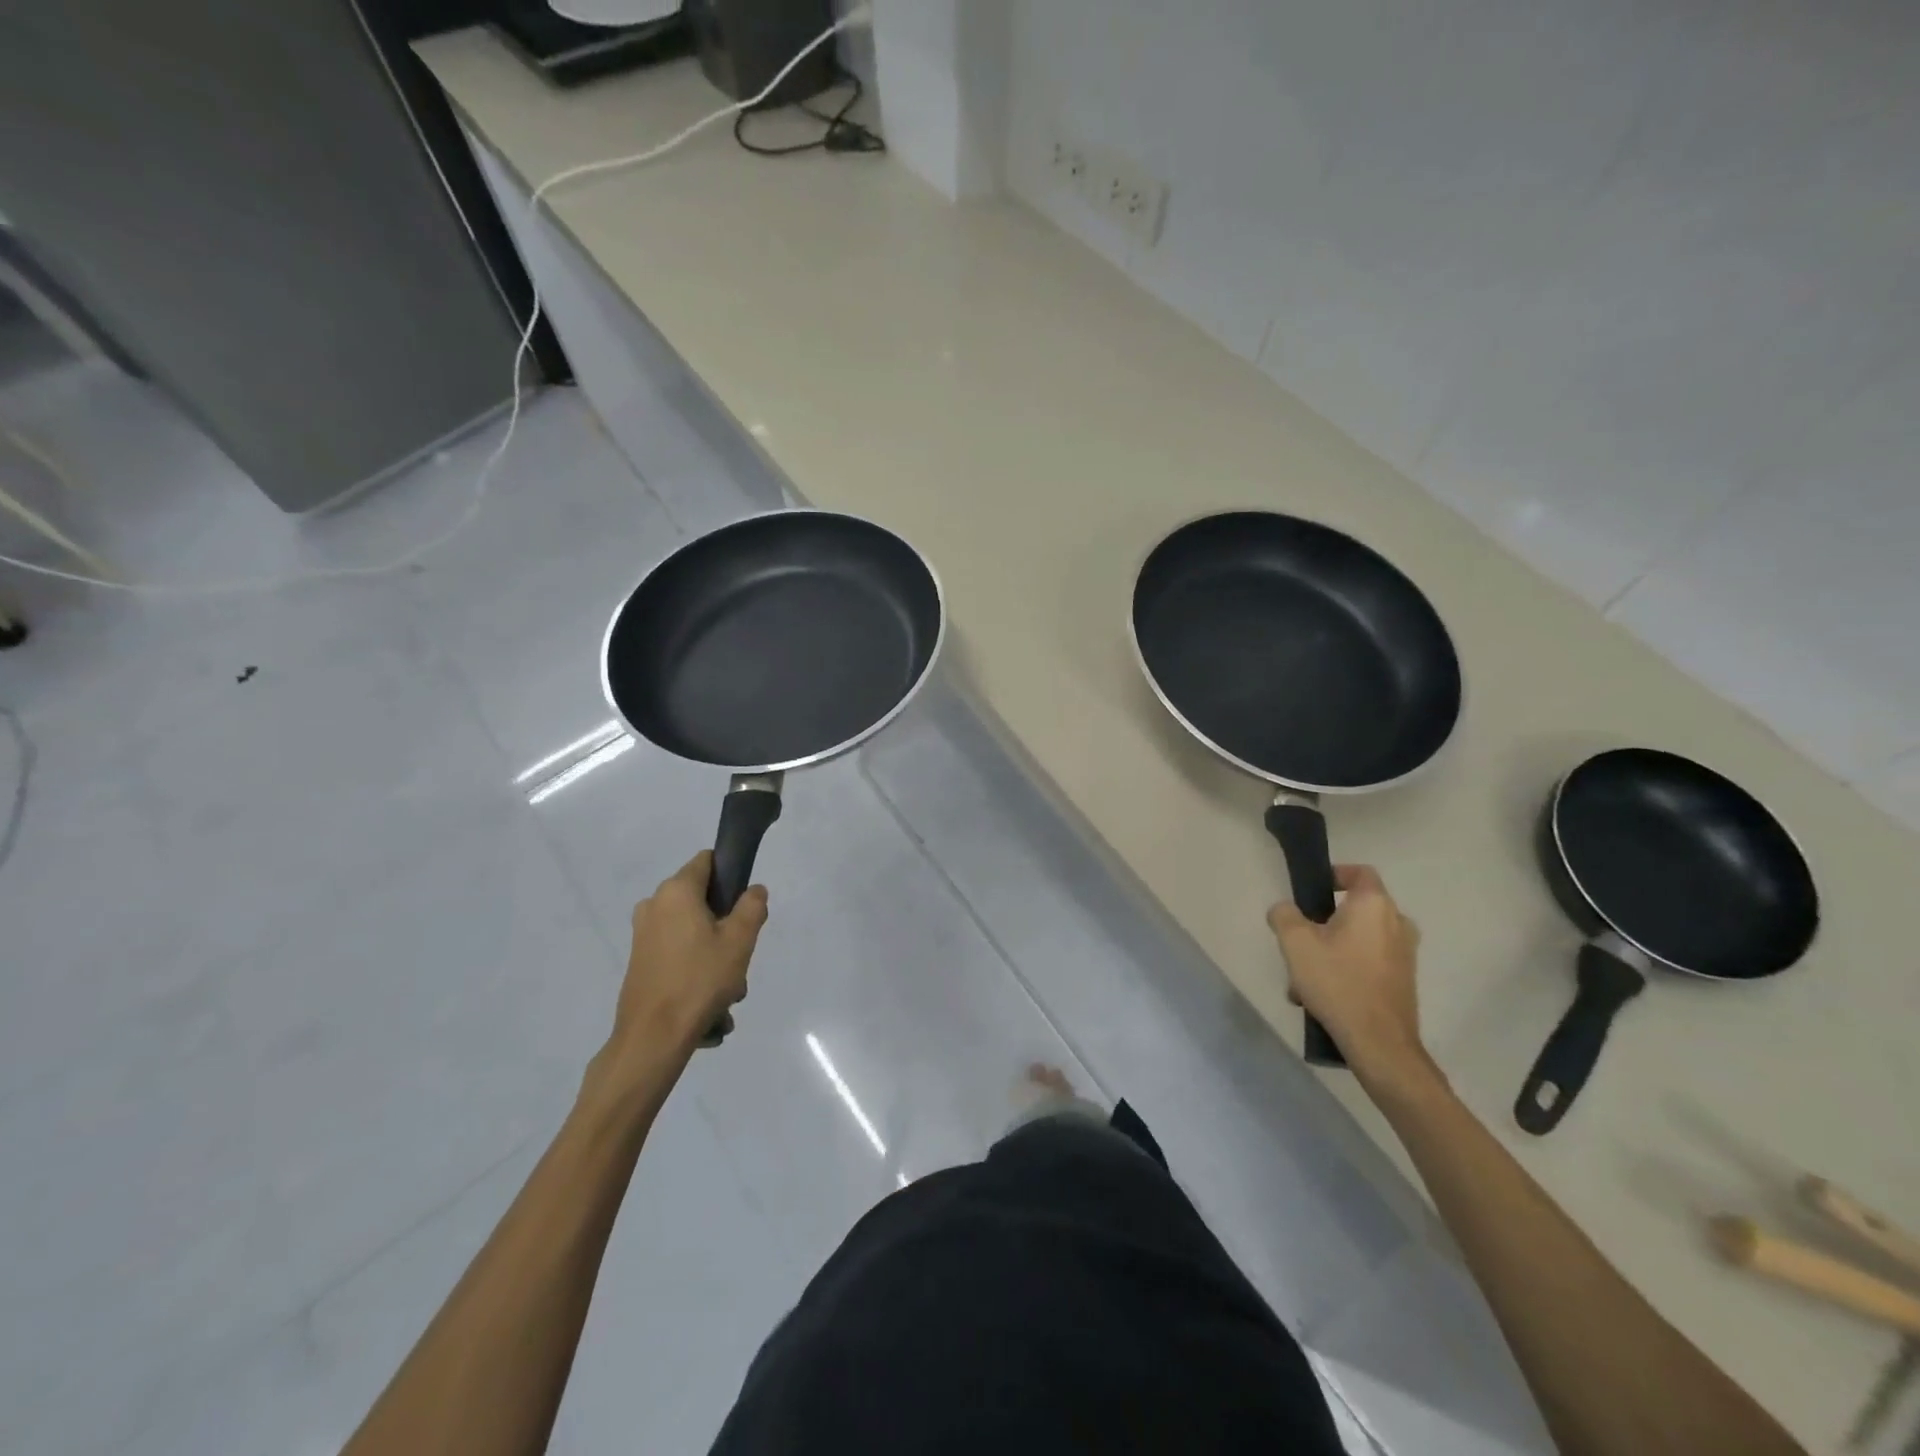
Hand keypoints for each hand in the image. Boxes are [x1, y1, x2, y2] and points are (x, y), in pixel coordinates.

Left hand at [610, 851, 768, 1064]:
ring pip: (692, 932)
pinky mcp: (639, 962)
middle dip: (725, 925)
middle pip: (702, 900)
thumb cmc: (700, 980)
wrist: (652, 1038)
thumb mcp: (740, 941)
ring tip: (727, 991)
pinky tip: (709, 1006)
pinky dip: (695, 972)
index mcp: (676, 891)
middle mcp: (654, 905)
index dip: (731, 874)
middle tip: (740, 955)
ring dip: (713, 954)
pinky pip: (677, 955)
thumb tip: (754, 890)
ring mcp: (643, 934)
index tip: (746, 905)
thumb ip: (752, 907)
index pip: (708, 861)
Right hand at [1268, 864, 1430, 1086]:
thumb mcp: (1295, 943)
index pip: (1360, 872)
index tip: (1313, 890)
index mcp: (1374, 906)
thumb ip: (1283, 915)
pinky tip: (1321, 996)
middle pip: (1355, 910)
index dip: (1335, 874)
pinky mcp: (1403, 981)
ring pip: (1358, 940)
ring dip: (1330, 951)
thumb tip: (1284, 911)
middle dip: (1323, 923)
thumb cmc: (1338, 982)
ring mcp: (1404, 955)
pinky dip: (1346, 969)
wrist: (1380, 1043)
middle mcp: (1397, 924)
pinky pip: (1368, 962)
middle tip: (1299, 941)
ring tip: (1302, 979)